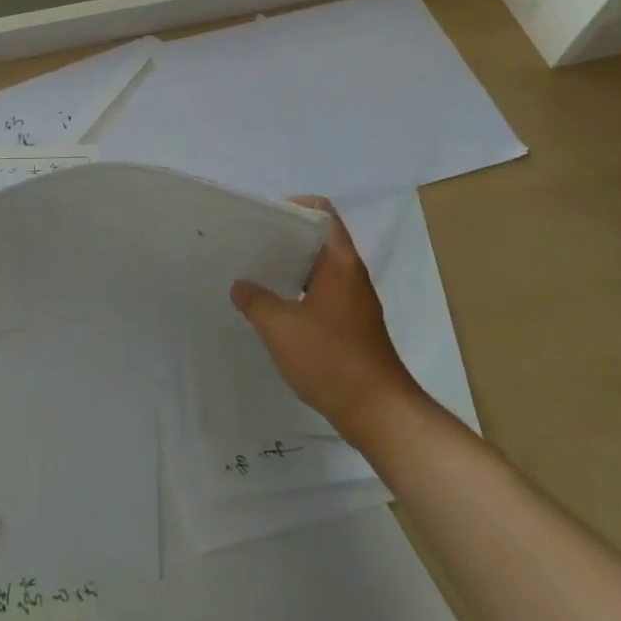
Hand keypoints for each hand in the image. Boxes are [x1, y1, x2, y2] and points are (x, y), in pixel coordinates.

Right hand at [230, 196, 428, 450]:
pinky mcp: (353, 326)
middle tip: (251, 244)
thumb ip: (256, 301)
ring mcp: (355, 302)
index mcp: (340, 263)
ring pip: (320, 270)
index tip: (265, 217)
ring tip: (257, 274)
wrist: (379, 413)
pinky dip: (300, 293)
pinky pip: (324, 295)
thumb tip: (241, 286)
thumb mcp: (280, 328)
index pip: (323, 213)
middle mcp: (351, 275)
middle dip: (286, 239)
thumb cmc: (331, 359)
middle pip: (319, 240)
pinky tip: (276, 310)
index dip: (295, 207)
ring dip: (292, 268)